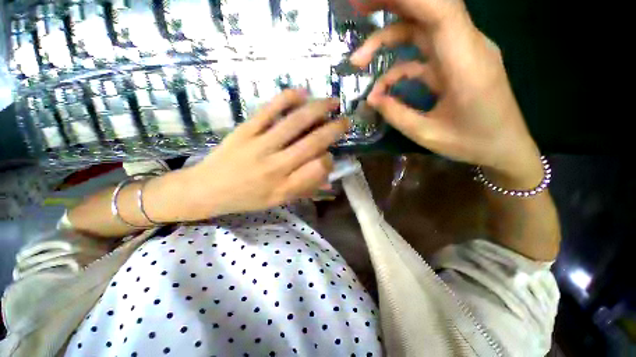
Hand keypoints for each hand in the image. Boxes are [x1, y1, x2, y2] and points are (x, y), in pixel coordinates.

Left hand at [178, 89, 347, 220]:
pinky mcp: (245, 130)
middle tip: (346, 120)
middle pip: (312, 143)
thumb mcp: (278, 200)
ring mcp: (260, 146)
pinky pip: (269, 110)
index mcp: (285, 187)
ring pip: (295, 123)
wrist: (207, 190)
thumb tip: (328, 178)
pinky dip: (287, 98)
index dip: (329, 159)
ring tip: (333, 101)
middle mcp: (276, 167)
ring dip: (319, 109)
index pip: (318, 168)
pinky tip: (302, 92)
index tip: (329, 155)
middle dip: (334, 129)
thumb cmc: (247, 198)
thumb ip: (304, 189)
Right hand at [350, 0, 541, 181]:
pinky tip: (383, 88)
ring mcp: (462, 52)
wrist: (505, 147)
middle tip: (356, 10)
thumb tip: (371, 98)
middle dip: (390, 6)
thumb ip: (397, 114)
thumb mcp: (427, 134)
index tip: (369, 2)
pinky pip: (423, 54)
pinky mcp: (456, 63)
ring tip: (360, 62)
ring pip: (421, 30)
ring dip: (388, 40)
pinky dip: (399, 66)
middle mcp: (467, 46)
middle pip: (427, 10)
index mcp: (466, 63)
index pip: (439, 11)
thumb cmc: (472, 143)